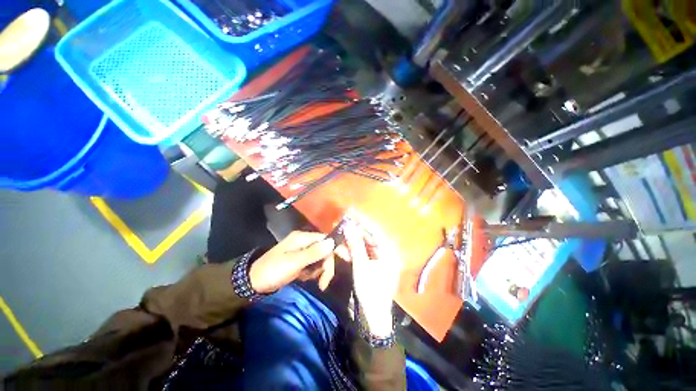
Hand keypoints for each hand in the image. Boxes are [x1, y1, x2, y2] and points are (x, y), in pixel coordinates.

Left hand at [249, 231, 335, 293]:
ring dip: (318, 271)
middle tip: (323, 283)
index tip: (348, 259)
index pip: (326, 239)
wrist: (253, 282)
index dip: (337, 248)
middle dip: (326, 266)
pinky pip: (313, 265)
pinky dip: (312, 273)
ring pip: (320, 259)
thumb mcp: (294, 262)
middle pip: (324, 251)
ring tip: (307, 279)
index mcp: (303, 238)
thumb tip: (332, 242)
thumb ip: (314, 252)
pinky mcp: (300, 260)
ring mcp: (302, 251)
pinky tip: (303, 278)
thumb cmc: (274, 270)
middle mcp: (304, 242)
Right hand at [343, 218, 401, 336]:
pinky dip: (352, 252)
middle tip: (343, 223)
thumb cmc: (370, 291)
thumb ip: (355, 245)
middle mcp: (386, 254)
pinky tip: (342, 248)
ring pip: (364, 246)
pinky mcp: (371, 267)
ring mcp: (378, 261)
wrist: (372, 318)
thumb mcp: (361, 266)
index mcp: (389, 253)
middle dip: (355, 231)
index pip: (375, 232)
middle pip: (369, 238)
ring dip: (352, 241)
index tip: (351, 213)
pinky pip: (362, 255)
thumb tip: (348, 226)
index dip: (362, 223)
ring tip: (340, 232)